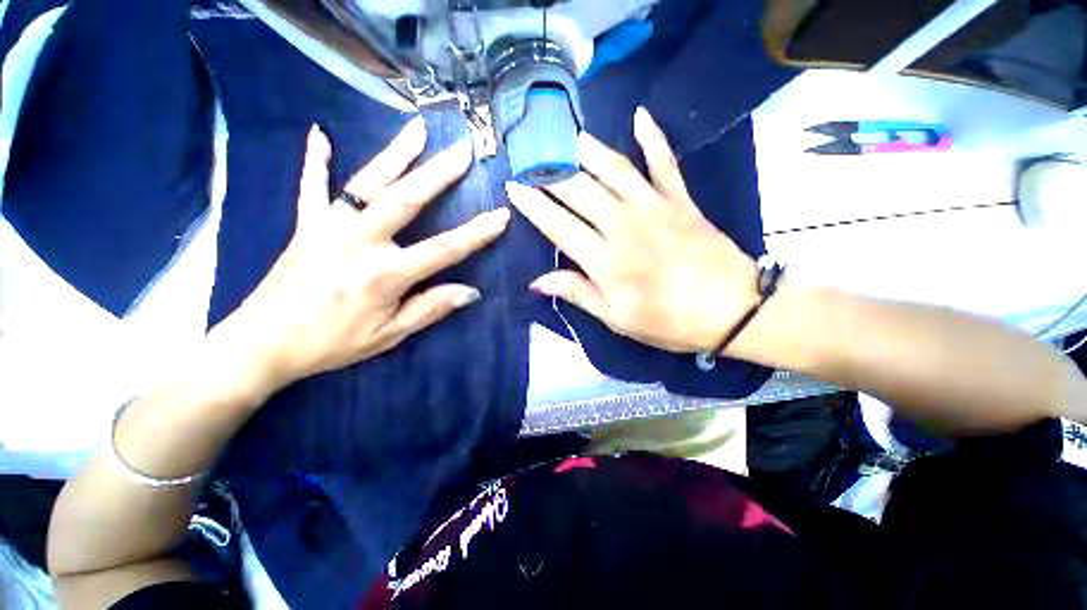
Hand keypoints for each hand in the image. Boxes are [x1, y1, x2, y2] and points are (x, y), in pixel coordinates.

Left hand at [217, 119, 509, 394]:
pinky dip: (316, 160)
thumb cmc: (332, 343)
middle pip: (406, 199)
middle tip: (463, 152)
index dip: (476, 234)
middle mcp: (360, 241)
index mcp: (385, 274)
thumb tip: (470, 291)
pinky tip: (320, 133)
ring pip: (368, 183)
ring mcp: (329, 227)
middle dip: (439, 174)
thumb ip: (430, 309)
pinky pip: (312, 187)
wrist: (263, 343)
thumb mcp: (389, 336)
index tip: (501, 216)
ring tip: (417, 130)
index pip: (443, 249)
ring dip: (395, 154)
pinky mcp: (306, 225)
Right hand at [505, 108, 757, 353]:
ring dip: (587, 150)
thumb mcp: (616, 318)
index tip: (513, 187)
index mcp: (604, 259)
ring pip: (613, 168)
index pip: (558, 225)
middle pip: (578, 190)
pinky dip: (653, 137)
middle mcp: (622, 224)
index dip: (533, 205)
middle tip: (530, 154)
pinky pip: (664, 162)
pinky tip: (641, 116)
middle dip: (550, 171)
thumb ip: (577, 293)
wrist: (731, 309)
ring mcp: (653, 206)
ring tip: (567, 135)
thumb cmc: (668, 320)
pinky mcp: (680, 199)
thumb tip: (537, 282)